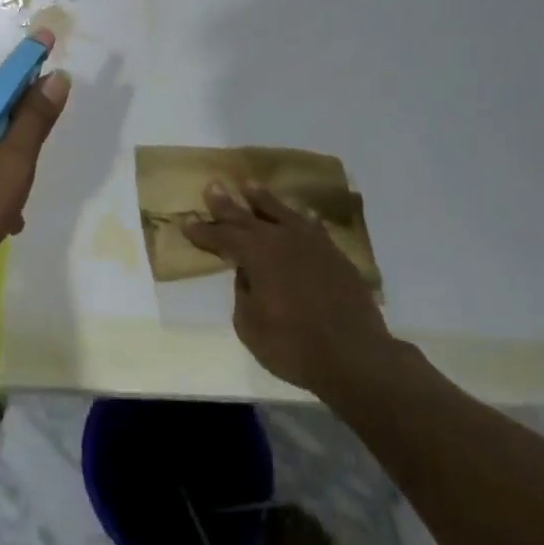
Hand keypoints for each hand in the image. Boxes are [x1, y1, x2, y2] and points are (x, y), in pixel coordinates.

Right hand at [183, 182, 400, 399]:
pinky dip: (303, 220)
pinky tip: (302, 216)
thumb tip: (247, 275)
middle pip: (248, 216)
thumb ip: (243, 293)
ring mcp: (312, 244)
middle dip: (227, 204)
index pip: (223, 236)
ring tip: (250, 186)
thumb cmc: (294, 346)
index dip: (204, 231)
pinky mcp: (335, 256)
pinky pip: (313, 229)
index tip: (187, 223)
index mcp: (257, 254)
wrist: (356, 358)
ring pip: (282, 213)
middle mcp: (282, 239)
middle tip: (212, 186)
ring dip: (264, 200)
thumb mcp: (250, 326)